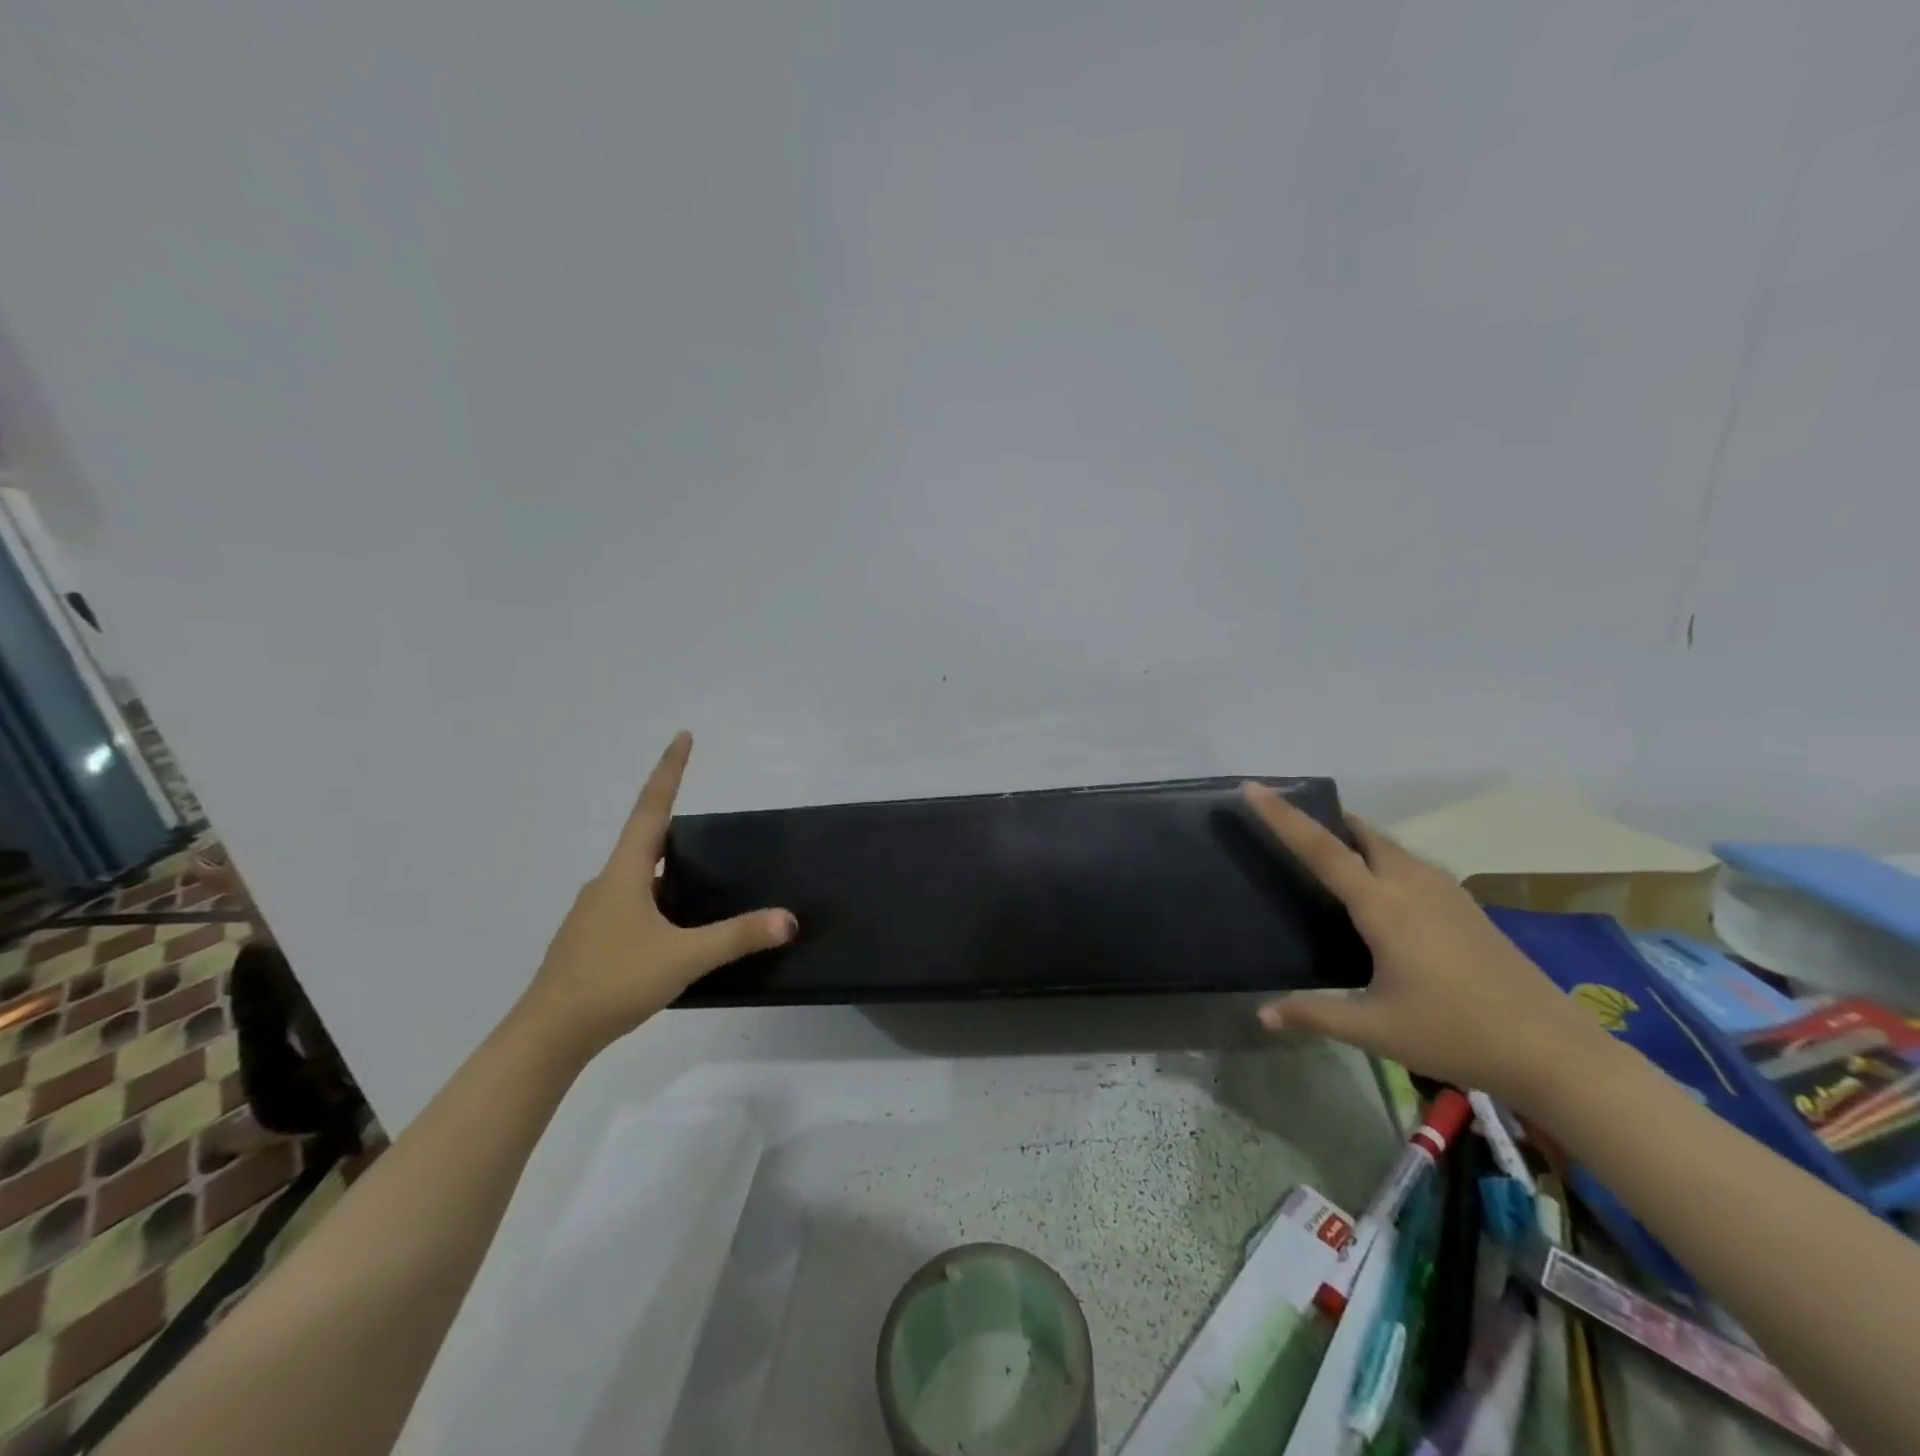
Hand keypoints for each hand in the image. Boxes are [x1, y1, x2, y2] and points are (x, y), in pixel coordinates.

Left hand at [517, 732, 795, 1055]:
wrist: (547, 1036)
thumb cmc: (613, 982)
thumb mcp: (684, 958)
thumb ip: (738, 936)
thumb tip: (789, 919)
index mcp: (625, 873)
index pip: (652, 809)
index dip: (669, 771)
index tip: (682, 736)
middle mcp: (606, 884)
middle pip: (644, 842)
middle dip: (676, 828)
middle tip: (712, 830)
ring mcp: (594, 913)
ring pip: (638, 879)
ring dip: (668, 873)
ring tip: (704, 885)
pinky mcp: (591, 941)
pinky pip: (631, 907)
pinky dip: (657, 905)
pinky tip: (674, 932)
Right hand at [1240, 782, 1607, 1109]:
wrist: (1555, 1051)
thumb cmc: (1455, 1033)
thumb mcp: (1374, 1029)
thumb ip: (1314, 1014)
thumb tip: (1261, 1015)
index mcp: (1383, 906)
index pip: (1321, 849)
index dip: (1283, 817)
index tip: (1254, 787)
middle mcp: (1412, 885)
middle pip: (1360, 834)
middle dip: (1323, 819)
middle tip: (1287, 819)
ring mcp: (1445, 892)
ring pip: (1389, 847)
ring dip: (1355, 839)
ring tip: (1327, 850)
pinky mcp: (1465, 907)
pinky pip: (1411, 864)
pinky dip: (1382, 857)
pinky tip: (1380, 889)